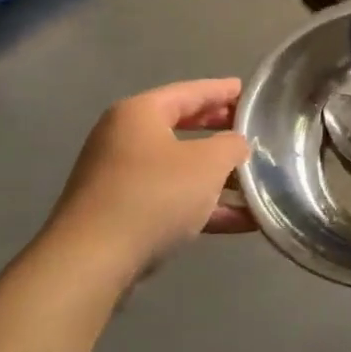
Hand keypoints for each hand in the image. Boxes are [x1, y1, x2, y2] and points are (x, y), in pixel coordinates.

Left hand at [37, 79, 253, 287]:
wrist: (93, 261)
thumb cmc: (154, 195)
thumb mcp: (208, 163)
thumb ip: (231, 146)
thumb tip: (236, 144)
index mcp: (140, 114)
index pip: (189, 92)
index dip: (221, 90)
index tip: (247, 91)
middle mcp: (125, 139)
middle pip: (183, 128)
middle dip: (220, 132)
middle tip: (251, 131)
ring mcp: (121, 178)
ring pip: (180, 169)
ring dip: (218, 177)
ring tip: (257, 182)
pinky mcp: (123, 214)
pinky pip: (173, 200)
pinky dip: (205, 206)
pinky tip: (243, 221)